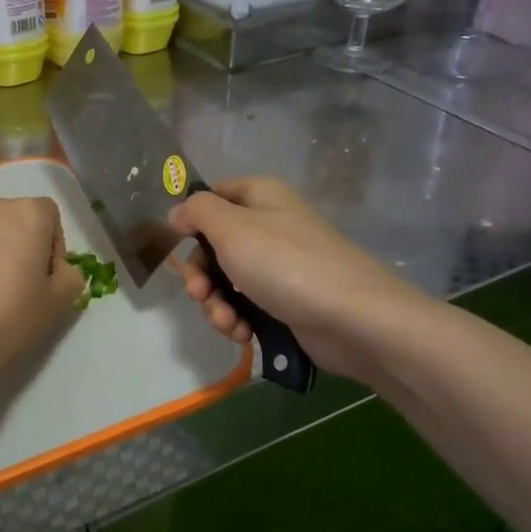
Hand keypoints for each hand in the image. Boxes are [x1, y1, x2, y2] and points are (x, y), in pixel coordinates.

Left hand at [0, 196, 86, 373]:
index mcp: (28, 212)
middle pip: (16, 218)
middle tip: (19, 282)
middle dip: (22, 242)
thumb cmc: (13, 315)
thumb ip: (70, 274)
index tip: (46, 276)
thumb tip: (56, 269)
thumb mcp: (62, 300)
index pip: (50, 216)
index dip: (53, 246)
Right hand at [168, 177, 426, 376]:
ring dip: (216, 305)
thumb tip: (178, 212)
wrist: (352, 318)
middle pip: (213, 246)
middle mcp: (269, 227)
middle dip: (200, 276)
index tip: (179, 244)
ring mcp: (279, 267)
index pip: (213, 197)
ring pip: (226, 282)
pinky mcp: (286, 302)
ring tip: (228, 323)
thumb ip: (197, 212)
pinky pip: (246, 307)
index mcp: (260, 198)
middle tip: (200, 294)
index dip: (192, 220)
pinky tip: (243, 334)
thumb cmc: (286, 264)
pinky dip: (238, 320)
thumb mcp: (232, 227)